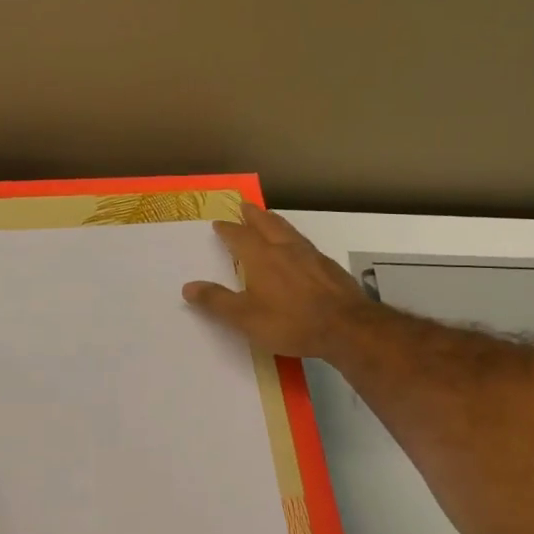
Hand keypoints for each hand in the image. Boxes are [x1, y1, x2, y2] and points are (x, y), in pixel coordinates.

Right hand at [181, 204, 375, 360]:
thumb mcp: (246, 318)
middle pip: (266, 224)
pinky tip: (298, 248)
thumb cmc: (290, 322)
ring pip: (288, 231)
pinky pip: (305, 244)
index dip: (228, 229)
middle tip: (245, 206)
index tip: (219, 223)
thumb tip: (188, 287)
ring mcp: (310, 255)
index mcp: (261, 257)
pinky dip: (294, 239)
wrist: (345, 326)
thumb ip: (217, 301)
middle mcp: (285, 249)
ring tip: (269, 217)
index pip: (239, 237)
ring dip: (275, 222)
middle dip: (253, 215)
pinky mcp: (328, 266)